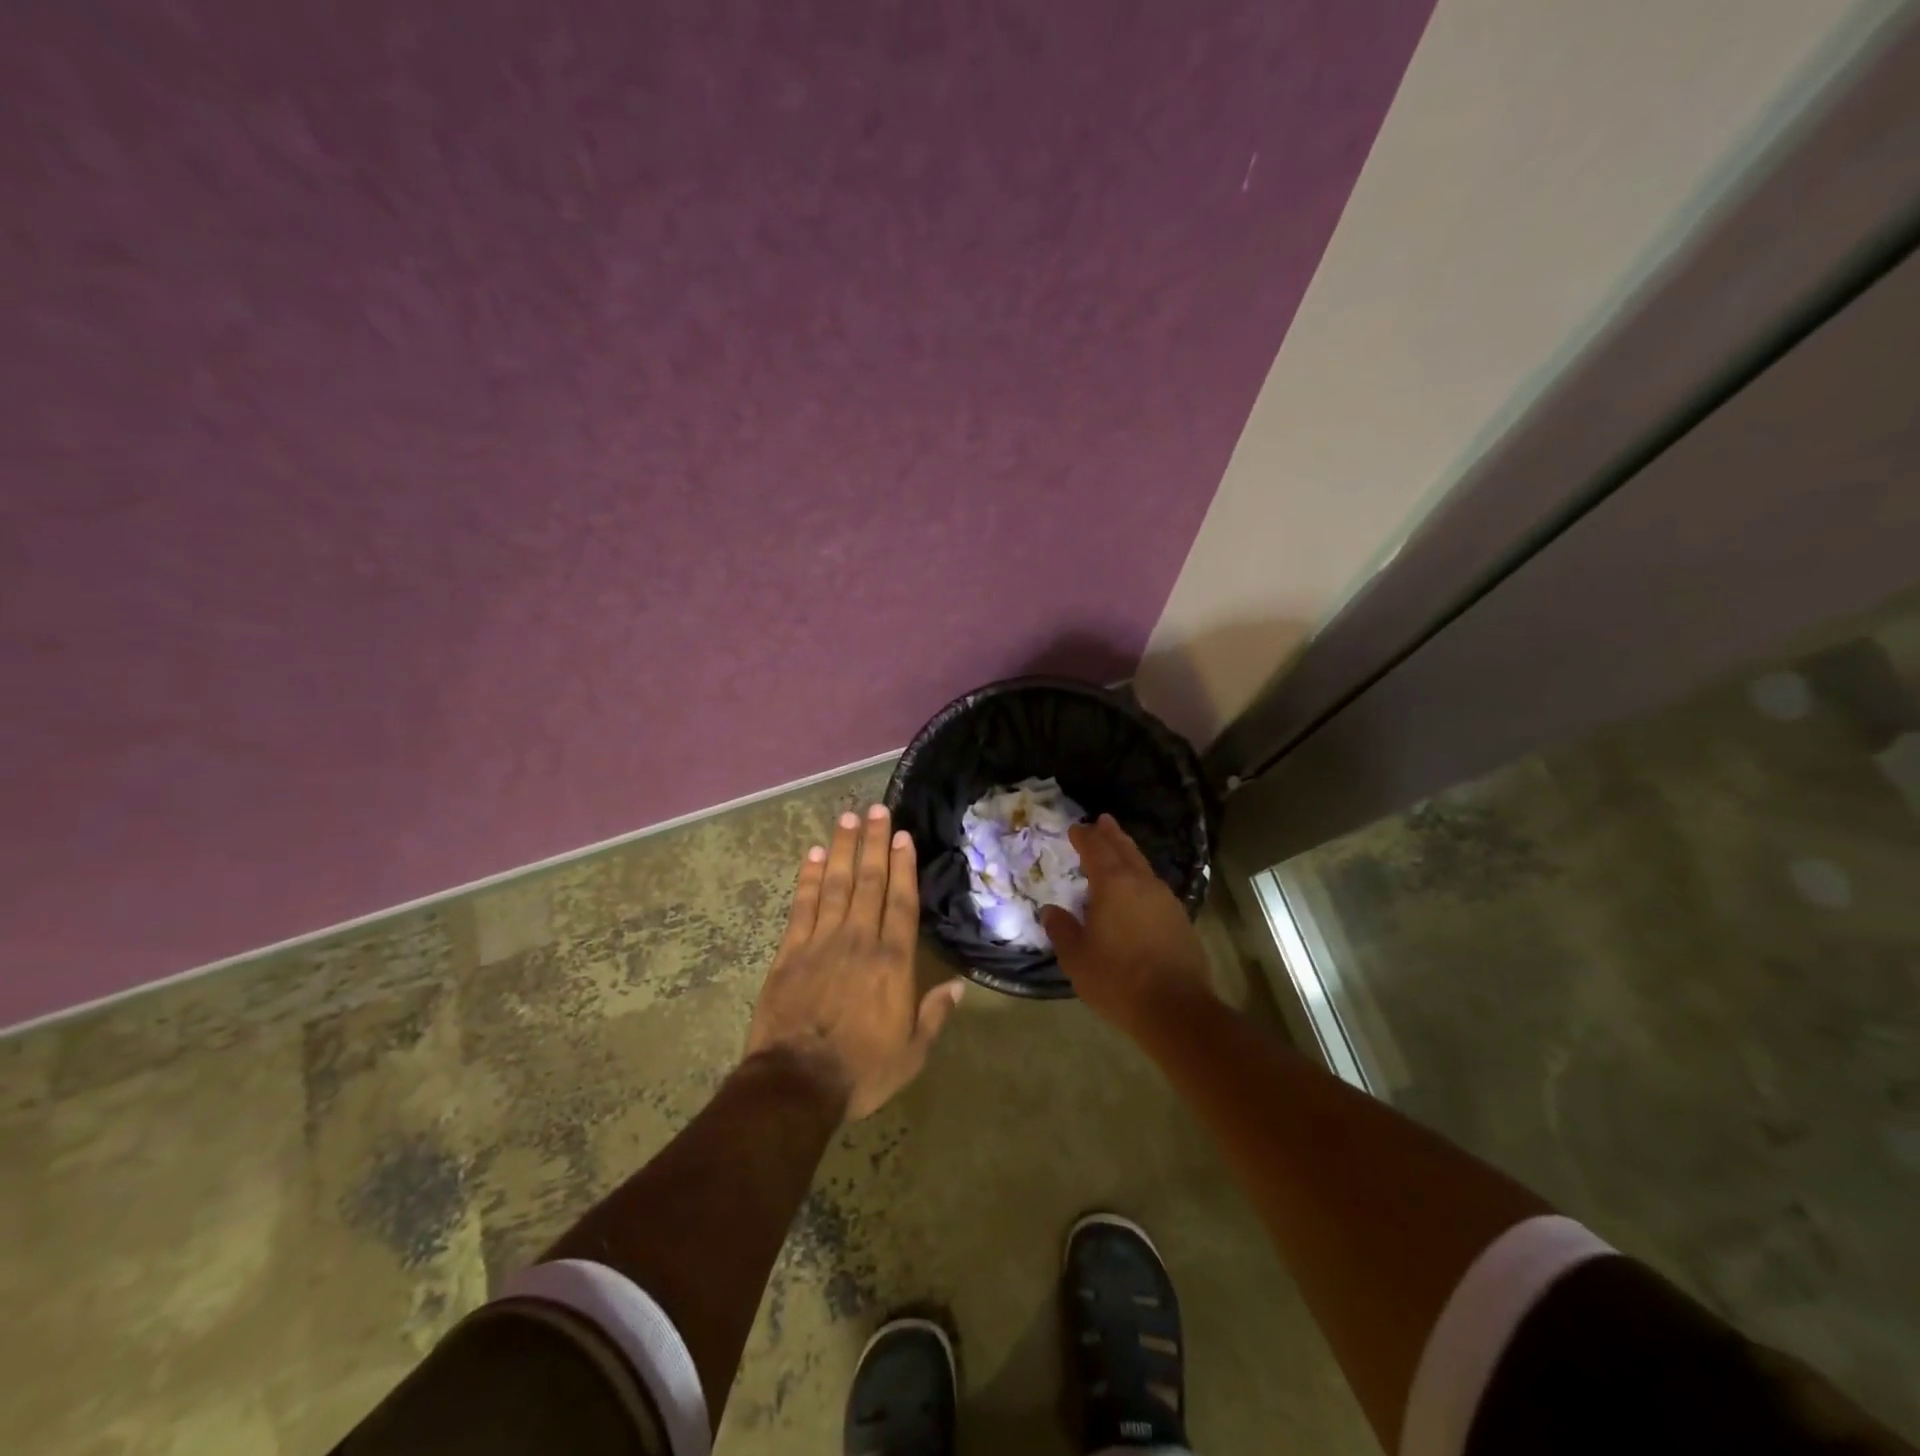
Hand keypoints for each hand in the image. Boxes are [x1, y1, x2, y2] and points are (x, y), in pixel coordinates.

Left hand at [746, 804, 964, 1121]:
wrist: (796, 1084)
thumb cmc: (861, 1071)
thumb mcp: (912, 1054)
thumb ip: (935, 1015)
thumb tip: (958, 986)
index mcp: (892, 962)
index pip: (901, 903)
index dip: (903, 866)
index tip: (902, 835)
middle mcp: (859, 941)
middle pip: (868, 882)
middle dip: (874, 843)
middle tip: (876, 809)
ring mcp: (821, 942)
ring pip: (834, 884)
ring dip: (841, 849)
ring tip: (848, 818)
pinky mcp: (790, 952)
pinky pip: (801, 906)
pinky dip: (807, 878)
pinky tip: (811, 855)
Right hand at [1041, 815, 1215, 1038]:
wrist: (1176, 1009)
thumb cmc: (1118, 980)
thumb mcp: (1077, 957)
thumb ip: (1062, 930)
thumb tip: (1052, 911)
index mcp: (1113, 885)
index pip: (1096, 849)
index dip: (1085, 837)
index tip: (1076, 828)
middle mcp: (1142, 884)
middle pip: (1125, 850)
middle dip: (1111, 835)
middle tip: (1103, 820)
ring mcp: (1166, 901)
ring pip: (1143, 867)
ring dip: (1129, 855)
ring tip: (1119, 850)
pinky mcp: (1180, 920)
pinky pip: (1154, 888)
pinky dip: (1141, 880)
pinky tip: (1137, 892)